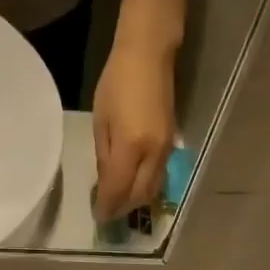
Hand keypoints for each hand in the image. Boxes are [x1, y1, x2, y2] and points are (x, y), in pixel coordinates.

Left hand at [92, 38, 176, 221]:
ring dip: (135, 200)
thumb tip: (105, 182)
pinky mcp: (171, 143)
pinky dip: (145, 187)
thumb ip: (104, 155)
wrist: (149, 54)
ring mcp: (166, 149)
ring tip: (120, 203)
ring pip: (152, 189)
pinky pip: (159, 176)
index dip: (107, 206)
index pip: (118, 189)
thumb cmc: (117, 81)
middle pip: (139, 195)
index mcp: (131, 146)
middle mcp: (153, 153)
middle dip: (122, 208)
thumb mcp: (101, 120)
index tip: (97, 216)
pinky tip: (133, 185)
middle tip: (108, 213)